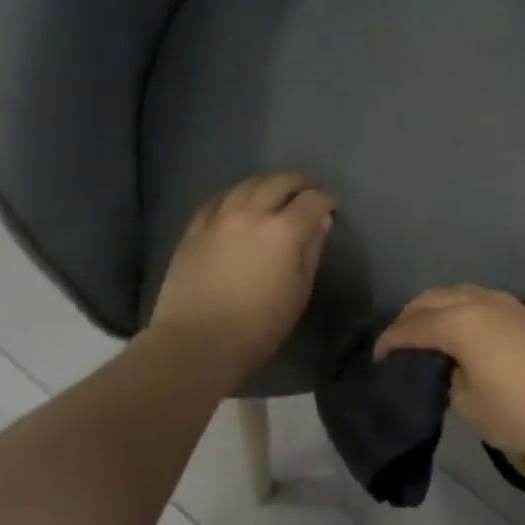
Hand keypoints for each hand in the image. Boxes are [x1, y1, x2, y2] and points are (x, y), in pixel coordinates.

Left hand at [150, 173, 335, 376]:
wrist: (195, 343)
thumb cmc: (257, 327)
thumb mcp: (298, 293)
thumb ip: (311, 252)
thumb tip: (321, 222)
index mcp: (283, 231)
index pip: (312, 200)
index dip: (325, 200)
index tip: (330, 207)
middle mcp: (252, 213)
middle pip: (280, 181)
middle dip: (299, 183)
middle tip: (306, 193)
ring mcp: (220, 217)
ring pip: (248, 183)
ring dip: (267, 183)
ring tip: (273, 192)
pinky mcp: (195, 228)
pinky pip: (218, 198)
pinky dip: (235, 194)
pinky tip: (237, 202)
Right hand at [375, 285, 524, 459]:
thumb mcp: (475, 408)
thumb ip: (451, 384)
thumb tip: (450, 371)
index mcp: (460, 323)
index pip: (413, 326)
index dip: (391, 341)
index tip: (376, 356)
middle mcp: (478, 302)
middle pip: (432, 298)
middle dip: (409, 316)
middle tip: (397, 341)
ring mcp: (504, 302)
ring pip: (457, 293)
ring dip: (436, 308)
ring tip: (426, 333)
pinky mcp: (523, 310)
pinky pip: (477, 299)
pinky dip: (459, 309)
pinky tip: (462, 330)